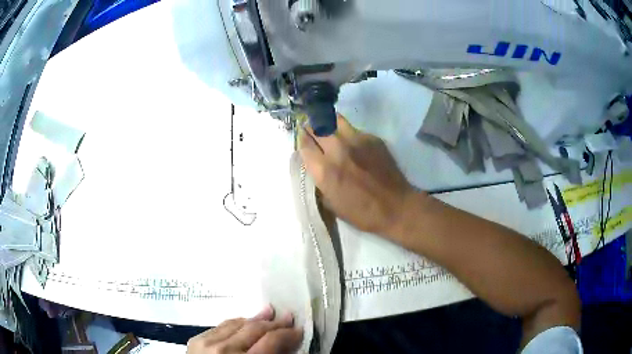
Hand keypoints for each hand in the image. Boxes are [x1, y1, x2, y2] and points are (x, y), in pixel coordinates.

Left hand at [187, 306, 302, 353]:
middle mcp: (223, 349)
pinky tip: (244, 321)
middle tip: (288, 317)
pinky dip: (236, 324)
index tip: (299, 331)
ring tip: (269, 312)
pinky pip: (220, 326)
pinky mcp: (196, 340)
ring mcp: (206, 342)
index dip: (287, 335)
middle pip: (254, 329)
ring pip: (236, 324)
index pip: (270, 341)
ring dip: (255, 319)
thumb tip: (286, 345)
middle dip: (274, 323)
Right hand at [299, 114, 415, 236]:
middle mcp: (337, 150)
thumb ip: (319, 182)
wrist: (395, 207)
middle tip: (312, 131)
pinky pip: (354, 129)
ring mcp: (356, 140)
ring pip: (335, 121)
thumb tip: (315, 167)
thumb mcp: (331, 204)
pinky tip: (353, 144)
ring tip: (329, 130)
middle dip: (311, 128)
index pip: (304, 144)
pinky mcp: (372, 138)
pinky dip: (348, 133)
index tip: (302, 139)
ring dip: (328, 124)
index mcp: (325, 170)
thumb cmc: (362, 213)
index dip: (300, 140)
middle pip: (316, 128)